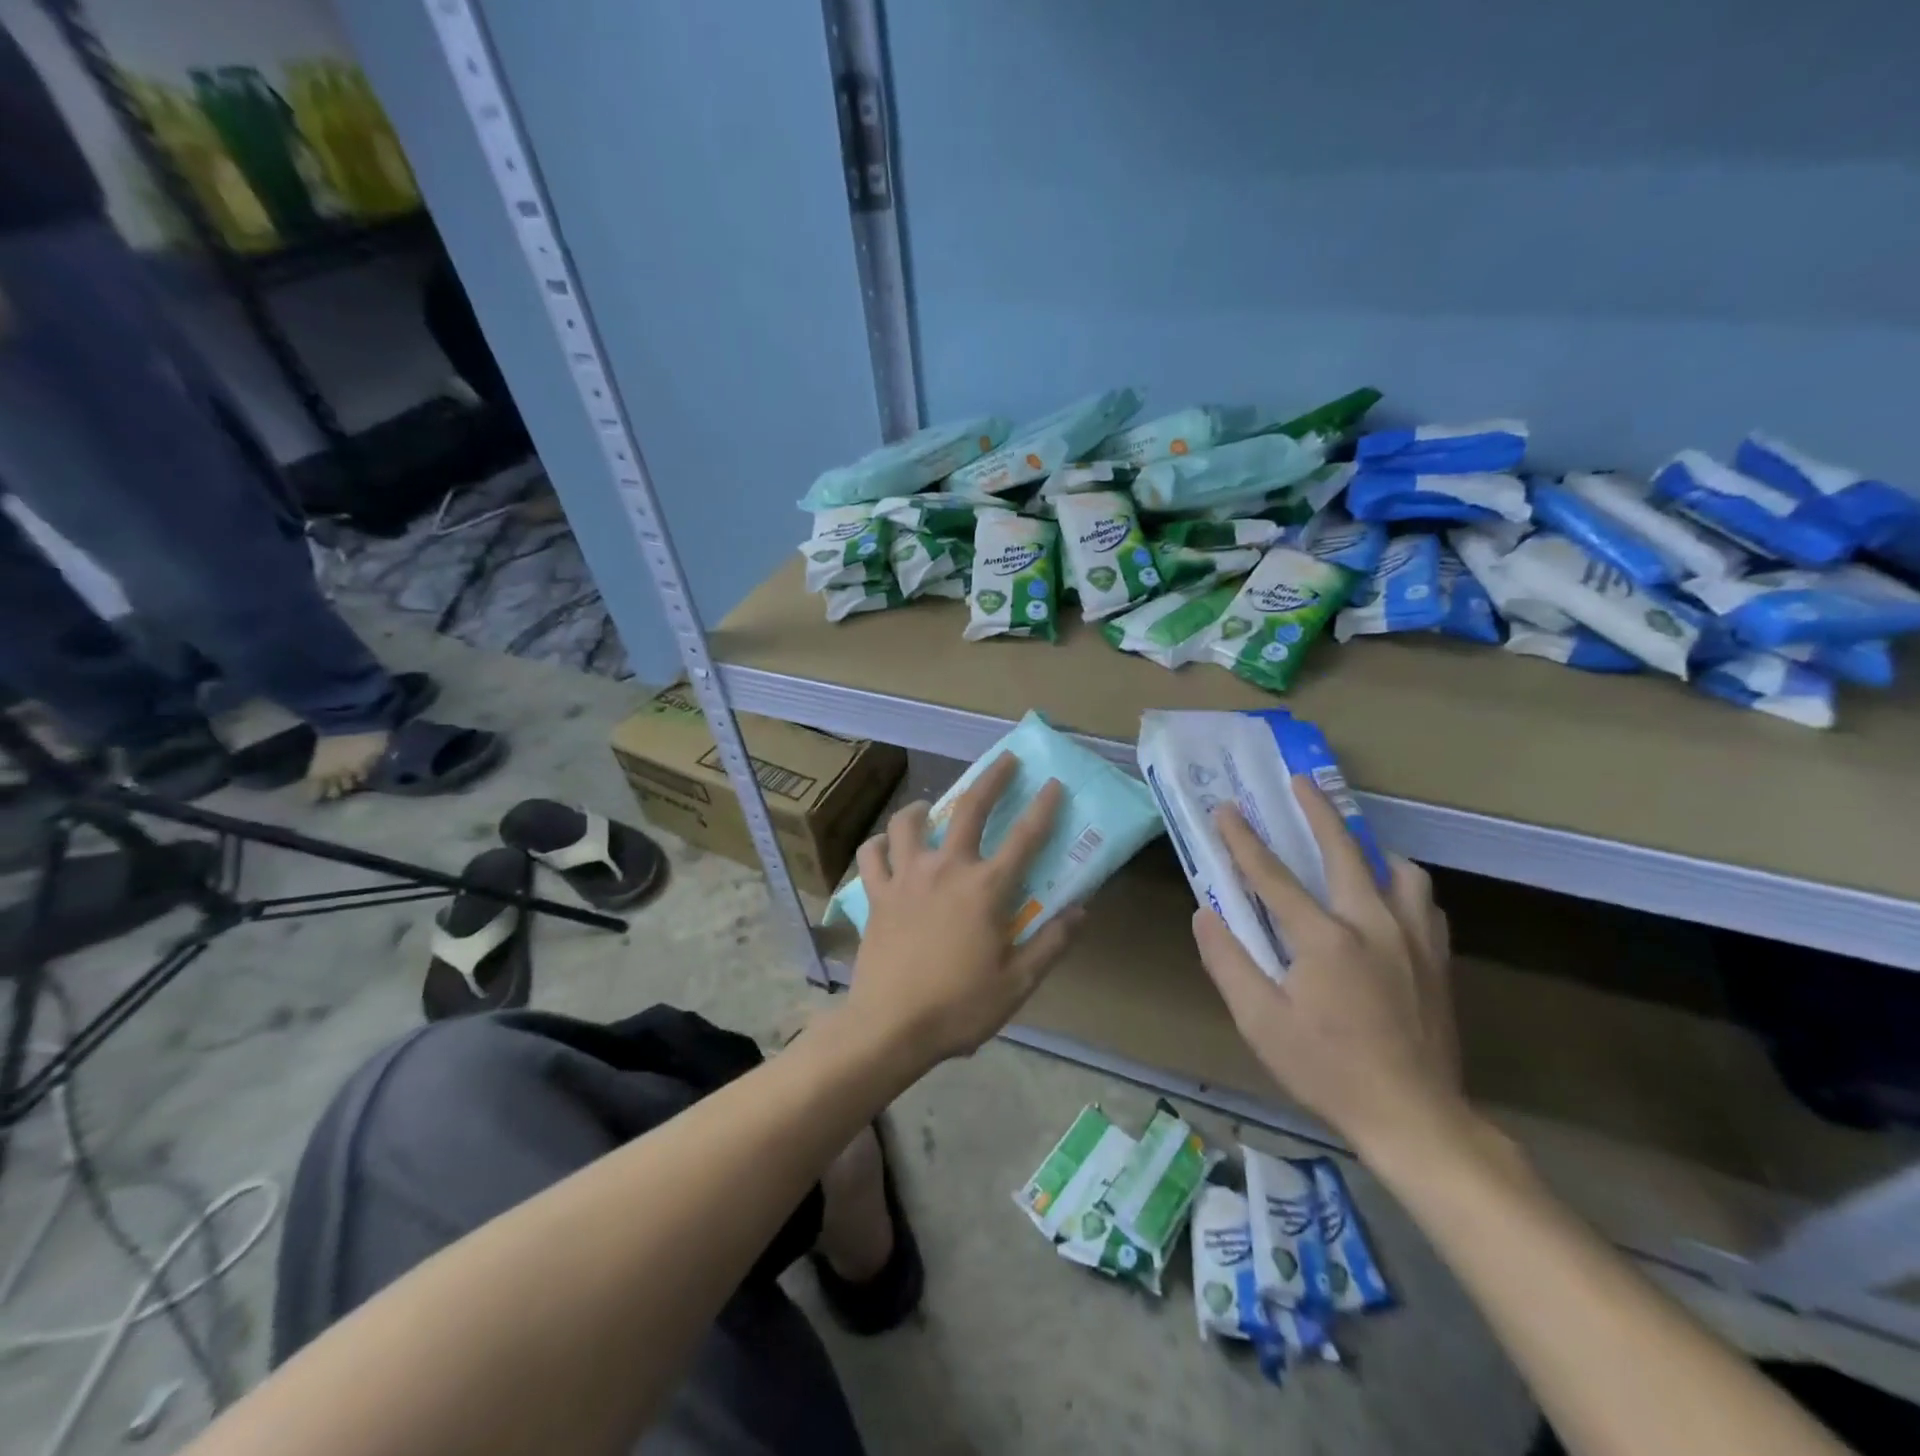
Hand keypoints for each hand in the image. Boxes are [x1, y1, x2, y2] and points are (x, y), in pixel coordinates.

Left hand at [848, 753, 1084, 1065]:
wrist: (890, 1027)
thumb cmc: (959, 1007)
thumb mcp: (1017, 983)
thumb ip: (1051, 943)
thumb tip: (1080, 911)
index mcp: (986, 888)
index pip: (1025, 837)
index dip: (1044, 808)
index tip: (1054, 784)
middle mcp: (946, 868)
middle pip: (969, 809)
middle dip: (992, 779)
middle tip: (1005, 761)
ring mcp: (906, 877)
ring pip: (908, 822)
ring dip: (921, 807)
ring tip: (928, 807)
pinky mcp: (876, 894)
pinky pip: (872, 855)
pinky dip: (879, 845)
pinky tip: (886, 848)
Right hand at [1191, 781, 1463, 1158]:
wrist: (1416, 1118)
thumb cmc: (1326, 1069)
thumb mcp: (1260, 1022)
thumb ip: (1228, 962)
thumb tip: (1204, 914)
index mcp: (1323, 938)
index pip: (1271, 875)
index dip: (1243, 839)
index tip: (1226, 809)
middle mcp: (1372, 923)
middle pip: (1343, 850)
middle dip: (1317, 811)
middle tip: (1299, 782)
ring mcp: (1413, 938)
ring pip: (1398, 870)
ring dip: (1369, 848)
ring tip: (1349, 846)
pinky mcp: (1437, 958)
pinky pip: (1422, 901)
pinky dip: (1400, 884)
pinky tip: (1386, 898)